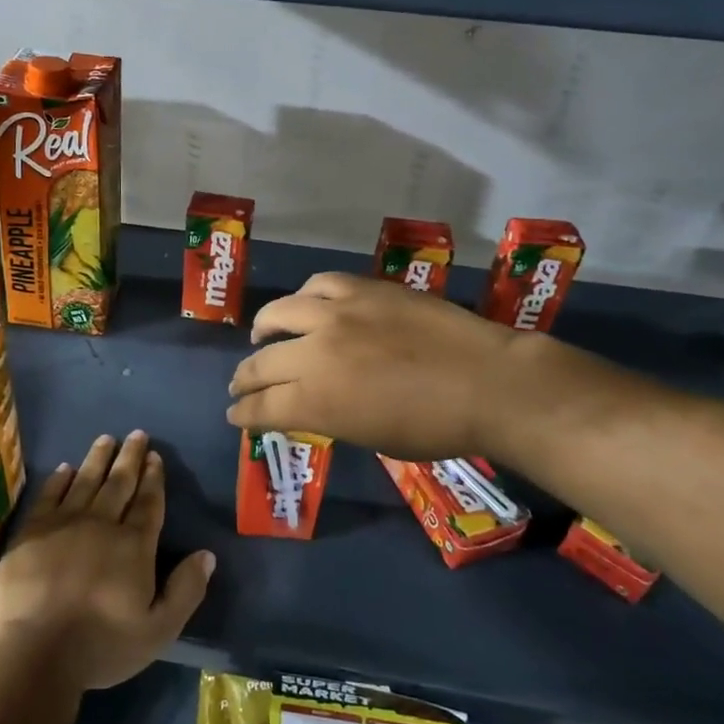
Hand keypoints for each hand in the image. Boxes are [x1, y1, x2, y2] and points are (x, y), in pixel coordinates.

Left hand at [0, 431, 214, 691]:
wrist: (37, 652)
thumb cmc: (102, 645)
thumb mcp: (159, 629)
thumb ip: (186, 590)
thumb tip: (207, 554)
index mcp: (134, 545)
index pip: (149, 503)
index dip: (154, 478)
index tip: (156, 456)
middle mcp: (102, 524)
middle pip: (119, 483)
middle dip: (130, 457)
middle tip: (137, 434)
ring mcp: (64, 524)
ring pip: (86, 481)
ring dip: (98, 458)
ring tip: (106, 438)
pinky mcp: (32, 531)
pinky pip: (49, 495)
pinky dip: (59, 479)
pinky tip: (65, 467)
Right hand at [227, 272, 520, 460]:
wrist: (488, 383)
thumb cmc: (435, 427)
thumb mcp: (371, 437)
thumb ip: (329, 418)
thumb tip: (310, 406)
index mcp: (315, 402)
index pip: (261, 407)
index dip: (242, 413)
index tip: (235, 414)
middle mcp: (315, 353)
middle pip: (261, 364)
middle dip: (244, 380)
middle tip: (240, 386)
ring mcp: (337, 315)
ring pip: (278, 314)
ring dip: (263, 330)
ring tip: (261, 336)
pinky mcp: (362, 289)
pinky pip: (318, 286)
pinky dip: (304, 299)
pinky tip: (305, 306)